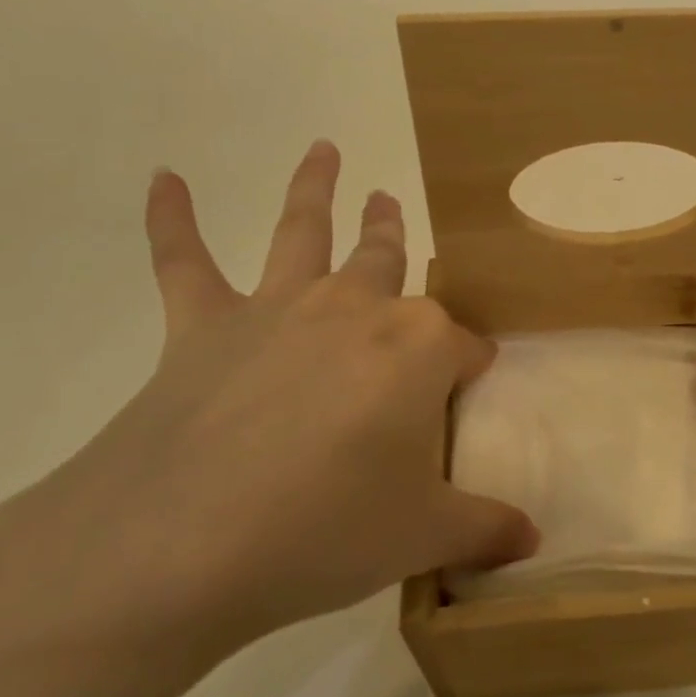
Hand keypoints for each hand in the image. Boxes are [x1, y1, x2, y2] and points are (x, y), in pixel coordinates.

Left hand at [0, 141, 538, 683]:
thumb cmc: (325, 531)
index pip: (465, 349)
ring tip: (324, 150)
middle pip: (387, 260)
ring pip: (303, 231)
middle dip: (394, 234)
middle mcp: (355, 309)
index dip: (472, 369)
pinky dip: (171, 219)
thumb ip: (484, 529)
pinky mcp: (202, 326)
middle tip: (391, 203)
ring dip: (315, 188)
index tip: (471, 390)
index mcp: (419, 348)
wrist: (180, 546)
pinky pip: (184, 261)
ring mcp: (277, 309)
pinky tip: (164, 178)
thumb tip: (531, 540)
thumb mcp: (422, 536)